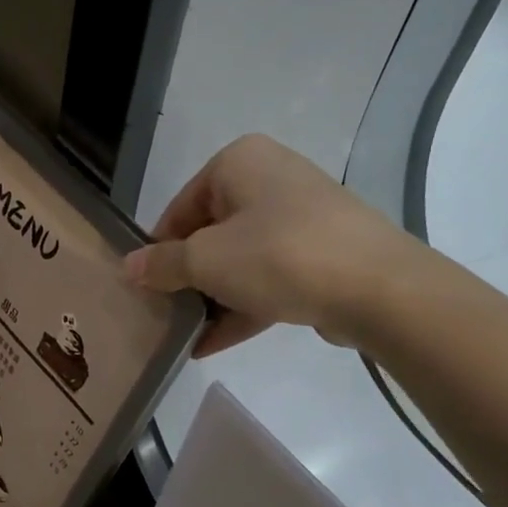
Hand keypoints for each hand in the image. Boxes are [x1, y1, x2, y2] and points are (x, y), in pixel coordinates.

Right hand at [124, 134, 416, 356]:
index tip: (145, 287)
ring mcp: (300, 218)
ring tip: (183, 334)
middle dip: (187, 277)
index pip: (180, 207)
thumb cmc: (278, 255)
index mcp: (239, 163)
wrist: (378, 287)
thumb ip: (162, 265)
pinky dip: (242, 306)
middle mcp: (270, 179)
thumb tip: (129, 267)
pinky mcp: (321, 254)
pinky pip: (269, 278)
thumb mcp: (207, 261)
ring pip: (240, 259)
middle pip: (211, 233)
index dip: (158, 249)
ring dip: (212, 298)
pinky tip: (211, 344)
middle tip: (163, 312)